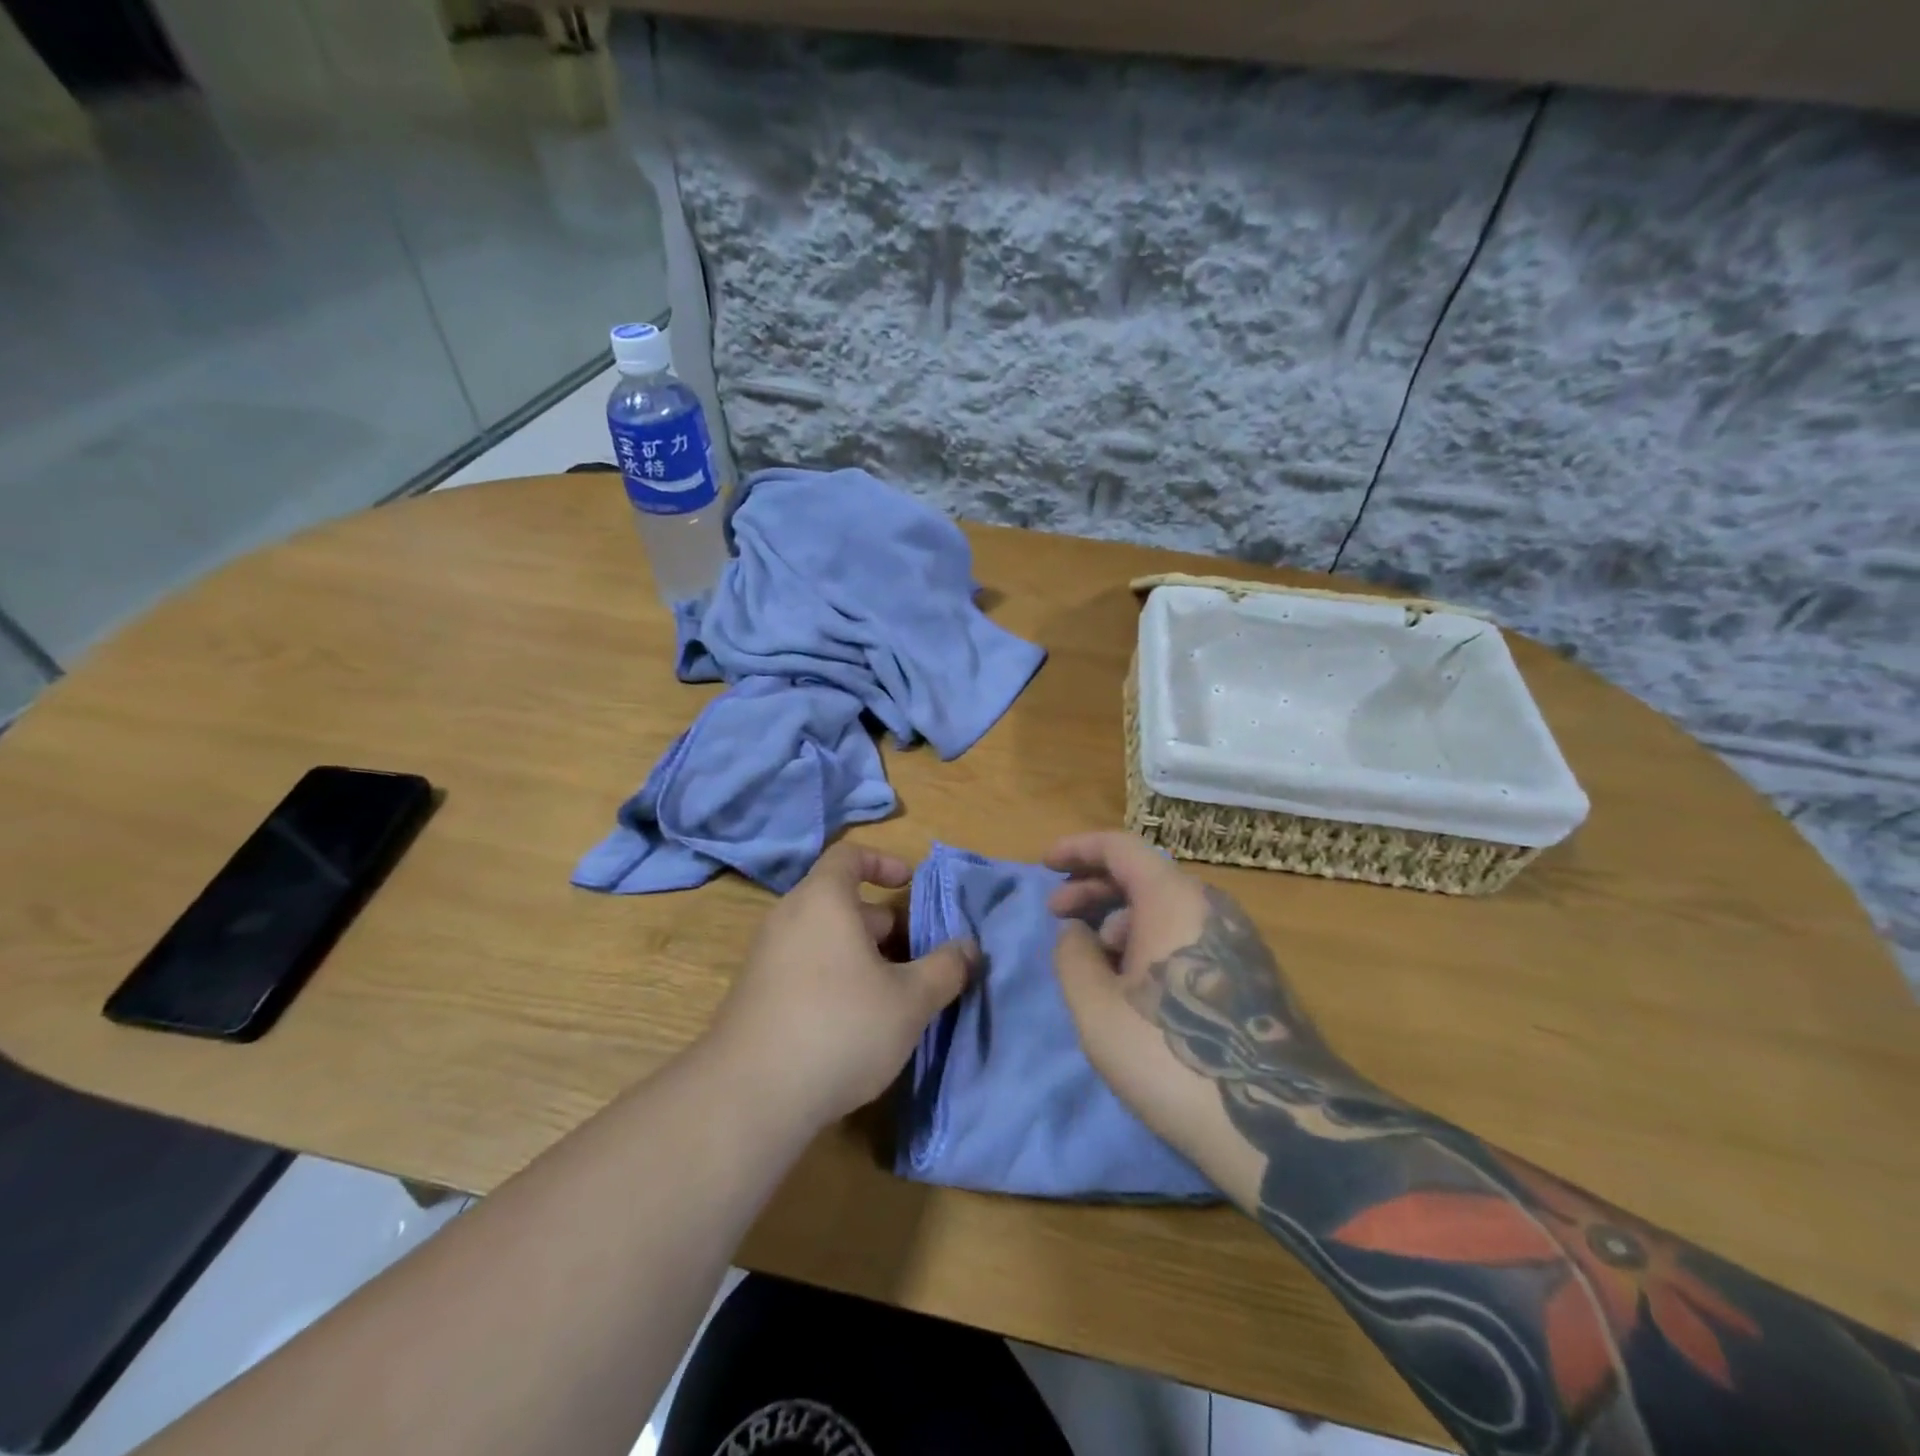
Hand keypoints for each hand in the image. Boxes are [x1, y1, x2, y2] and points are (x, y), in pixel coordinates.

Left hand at [708, 842, 974, 1130]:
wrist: (750, 1097)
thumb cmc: (840, 1027)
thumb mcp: (909, 1000)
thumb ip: (945, 969)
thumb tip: (969, 948)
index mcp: (823, 900)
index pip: (849, 856)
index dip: (882, 862)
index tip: (910, 884)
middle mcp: (789, 918)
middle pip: (841, 903)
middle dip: (884, 925)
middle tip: (918, 958)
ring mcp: (766, 958)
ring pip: (824, 940)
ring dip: (863, 957)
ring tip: (895, 996)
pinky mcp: (756, 997)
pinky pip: (804, 969)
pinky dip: (835, 980)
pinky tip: (856, 1026)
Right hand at [1044, 831, 1341, 1189]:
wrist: (1279, 1124)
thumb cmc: (1173, 1057)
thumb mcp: (1098, 1009)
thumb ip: (1073, 957)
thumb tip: (1076, 932)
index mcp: (1173, 899)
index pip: (1120, 847)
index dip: (1077, 849)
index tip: (1045, 864)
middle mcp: (1210, 905)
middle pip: (1143, 875)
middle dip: (1093, 889)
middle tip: (1057, 915)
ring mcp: (1238, 939)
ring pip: (1166, 909)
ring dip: (1120, 920)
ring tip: (1092, 960)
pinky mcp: (1250, 973)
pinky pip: (1189, 935)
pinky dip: (1150, 942)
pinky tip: (1134, 985)